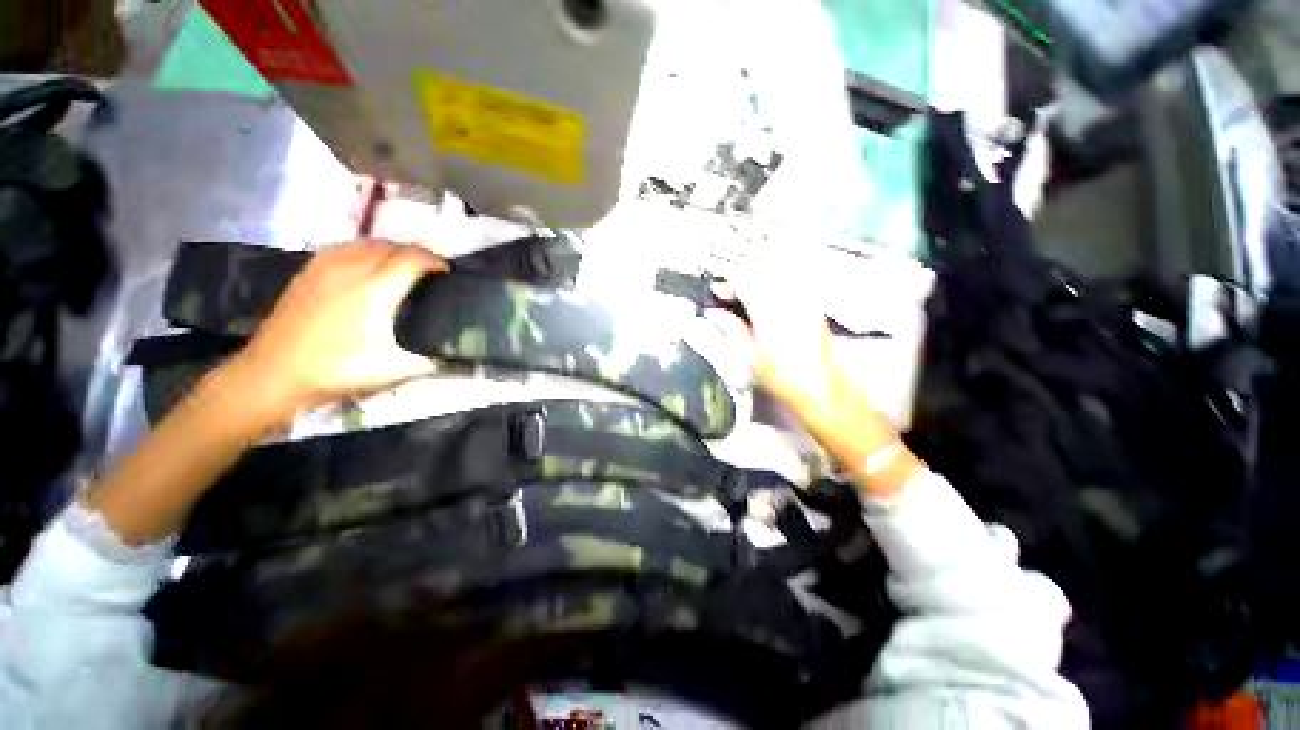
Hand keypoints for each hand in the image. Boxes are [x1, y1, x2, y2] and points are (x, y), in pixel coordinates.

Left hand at [233, 240, 447, 421]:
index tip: (447, 270)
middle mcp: (351, 270)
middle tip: (430, 267)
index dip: (433, 260)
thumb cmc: (335, 370)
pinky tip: (365, 261)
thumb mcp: (391, 370)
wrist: (274, 373)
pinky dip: (363, 248)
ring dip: (390, 247)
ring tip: (402, 262)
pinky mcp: (308, 272)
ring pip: (365, 242)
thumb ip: (425, 361)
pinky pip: (343, 247)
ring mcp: (325, 268)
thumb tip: (443, 358)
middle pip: (391, 246)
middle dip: (416, 252)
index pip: (411, 259)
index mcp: (375, 291)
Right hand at [730, 262, 920, 496]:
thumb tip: (717, 314)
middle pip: (765, 276)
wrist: (828, 398)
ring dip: (761, 283)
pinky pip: (794, 291)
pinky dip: (777, 291)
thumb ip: (735, 331)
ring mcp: (808, 306)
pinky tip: (769, 304)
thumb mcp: (753, 359)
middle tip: (730, 292)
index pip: (748, 283)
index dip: (730, 283)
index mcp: (773, 313)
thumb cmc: (786, 382)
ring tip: (747, 297)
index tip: (717, 289)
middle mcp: (793, 302)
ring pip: (781, 281)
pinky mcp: (816, 313)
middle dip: (745, 279)